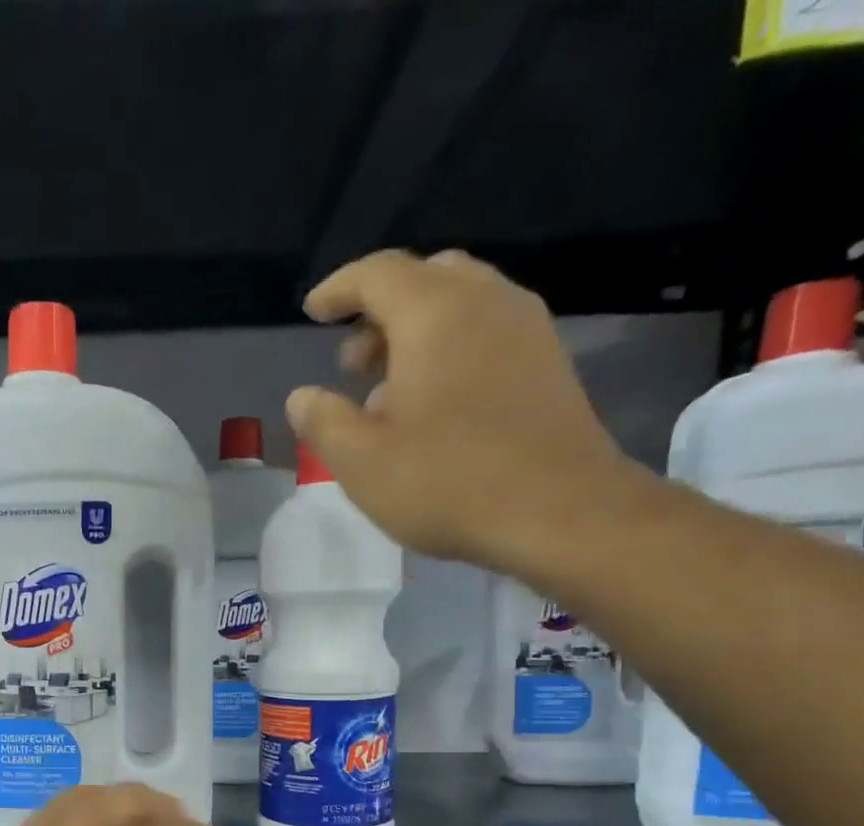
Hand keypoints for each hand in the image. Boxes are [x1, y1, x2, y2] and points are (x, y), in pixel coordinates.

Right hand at [285, 249, 638, 567]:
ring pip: (460, 304)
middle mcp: (486, 301)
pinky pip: (487, 333)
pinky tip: (435, 406)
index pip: (377, 273)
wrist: (560, 512)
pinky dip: (450, 350)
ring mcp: (526, 329)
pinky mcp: (548, 363)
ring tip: (388, 392)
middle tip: (352, 364)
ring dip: (415, 334)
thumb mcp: (361, 462)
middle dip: (379, 312)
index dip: (339, 289)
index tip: (313, 312)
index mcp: (434, 313)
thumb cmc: (447, 482)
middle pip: (425, 278)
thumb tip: (302, 397)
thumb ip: (323, 422)